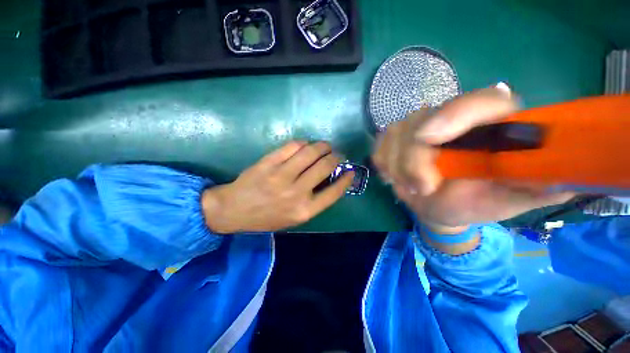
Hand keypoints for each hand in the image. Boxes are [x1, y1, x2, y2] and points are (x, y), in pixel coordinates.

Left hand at [202, 141, 353, 232]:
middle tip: (337, 154)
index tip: (351, 171)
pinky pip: (292, 146)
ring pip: (310, 152)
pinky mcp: (269, 163)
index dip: (346, 179)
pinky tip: (306, 145)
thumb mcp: (294, 218)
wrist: (234, 210)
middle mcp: (296, 192)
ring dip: (323, 146)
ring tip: (325, 146)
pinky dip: (303, 143)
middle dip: (336, 157)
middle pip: (325, 166)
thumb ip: (314, 202)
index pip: (334, 192)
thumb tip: (331, 180)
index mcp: (304, 210)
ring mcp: (281, 175)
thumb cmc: (267, 217)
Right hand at [372, 88, 573, 231]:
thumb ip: (537, 185)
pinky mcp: (396, 137)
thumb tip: (567, 173)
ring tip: (410, 186)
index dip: (453, 115)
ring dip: (396, 166)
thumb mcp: (509, 200)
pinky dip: (383, 161)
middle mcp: (453, 117)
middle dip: (412, 159)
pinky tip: (394, 175)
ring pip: (395, 133)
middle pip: (421, 121)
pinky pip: (380, 144)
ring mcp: (418, 125)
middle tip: (420, 189)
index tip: (429, 139)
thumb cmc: (476, 203)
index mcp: (491, 125)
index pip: (480, 101)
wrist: (441, 205)